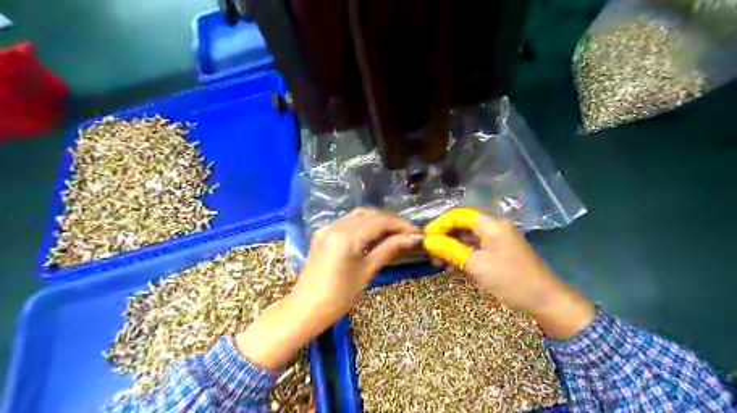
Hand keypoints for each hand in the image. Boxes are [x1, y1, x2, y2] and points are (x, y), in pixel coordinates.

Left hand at [292, 208, 420, 326]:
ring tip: (393, 233)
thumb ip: (389, 249)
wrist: (306, 309)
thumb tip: (413, 238)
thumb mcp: (367, 271)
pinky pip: (346, 222)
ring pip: (358, 216)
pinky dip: (362, 224)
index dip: (401, 225)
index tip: (417, 234)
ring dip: (377, 220)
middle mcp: (336, 225)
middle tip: (408, 234)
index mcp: (347, 235)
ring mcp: (327, 228)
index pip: (381, 221)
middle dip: (391, 222)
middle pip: (370, 215)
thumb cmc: (339, 296)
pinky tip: (371, 235)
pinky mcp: (322, 234)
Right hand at [424, 208, 594, 340]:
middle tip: (430, 253)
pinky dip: (463, 255)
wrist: (547, 302)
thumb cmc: (511, 281)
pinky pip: (477, 248)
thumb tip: (427, 241)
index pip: (459, 215)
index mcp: (492, 225)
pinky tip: (453, 267)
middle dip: (445, 237)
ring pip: (469, 237)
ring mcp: (500, 240)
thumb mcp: (477, 265)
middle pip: (464, 225)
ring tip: (438, 263)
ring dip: (452, 247)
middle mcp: (496, 227)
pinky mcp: (501, 252)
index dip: (440, 224)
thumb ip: (450, 250)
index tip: (425, 238)